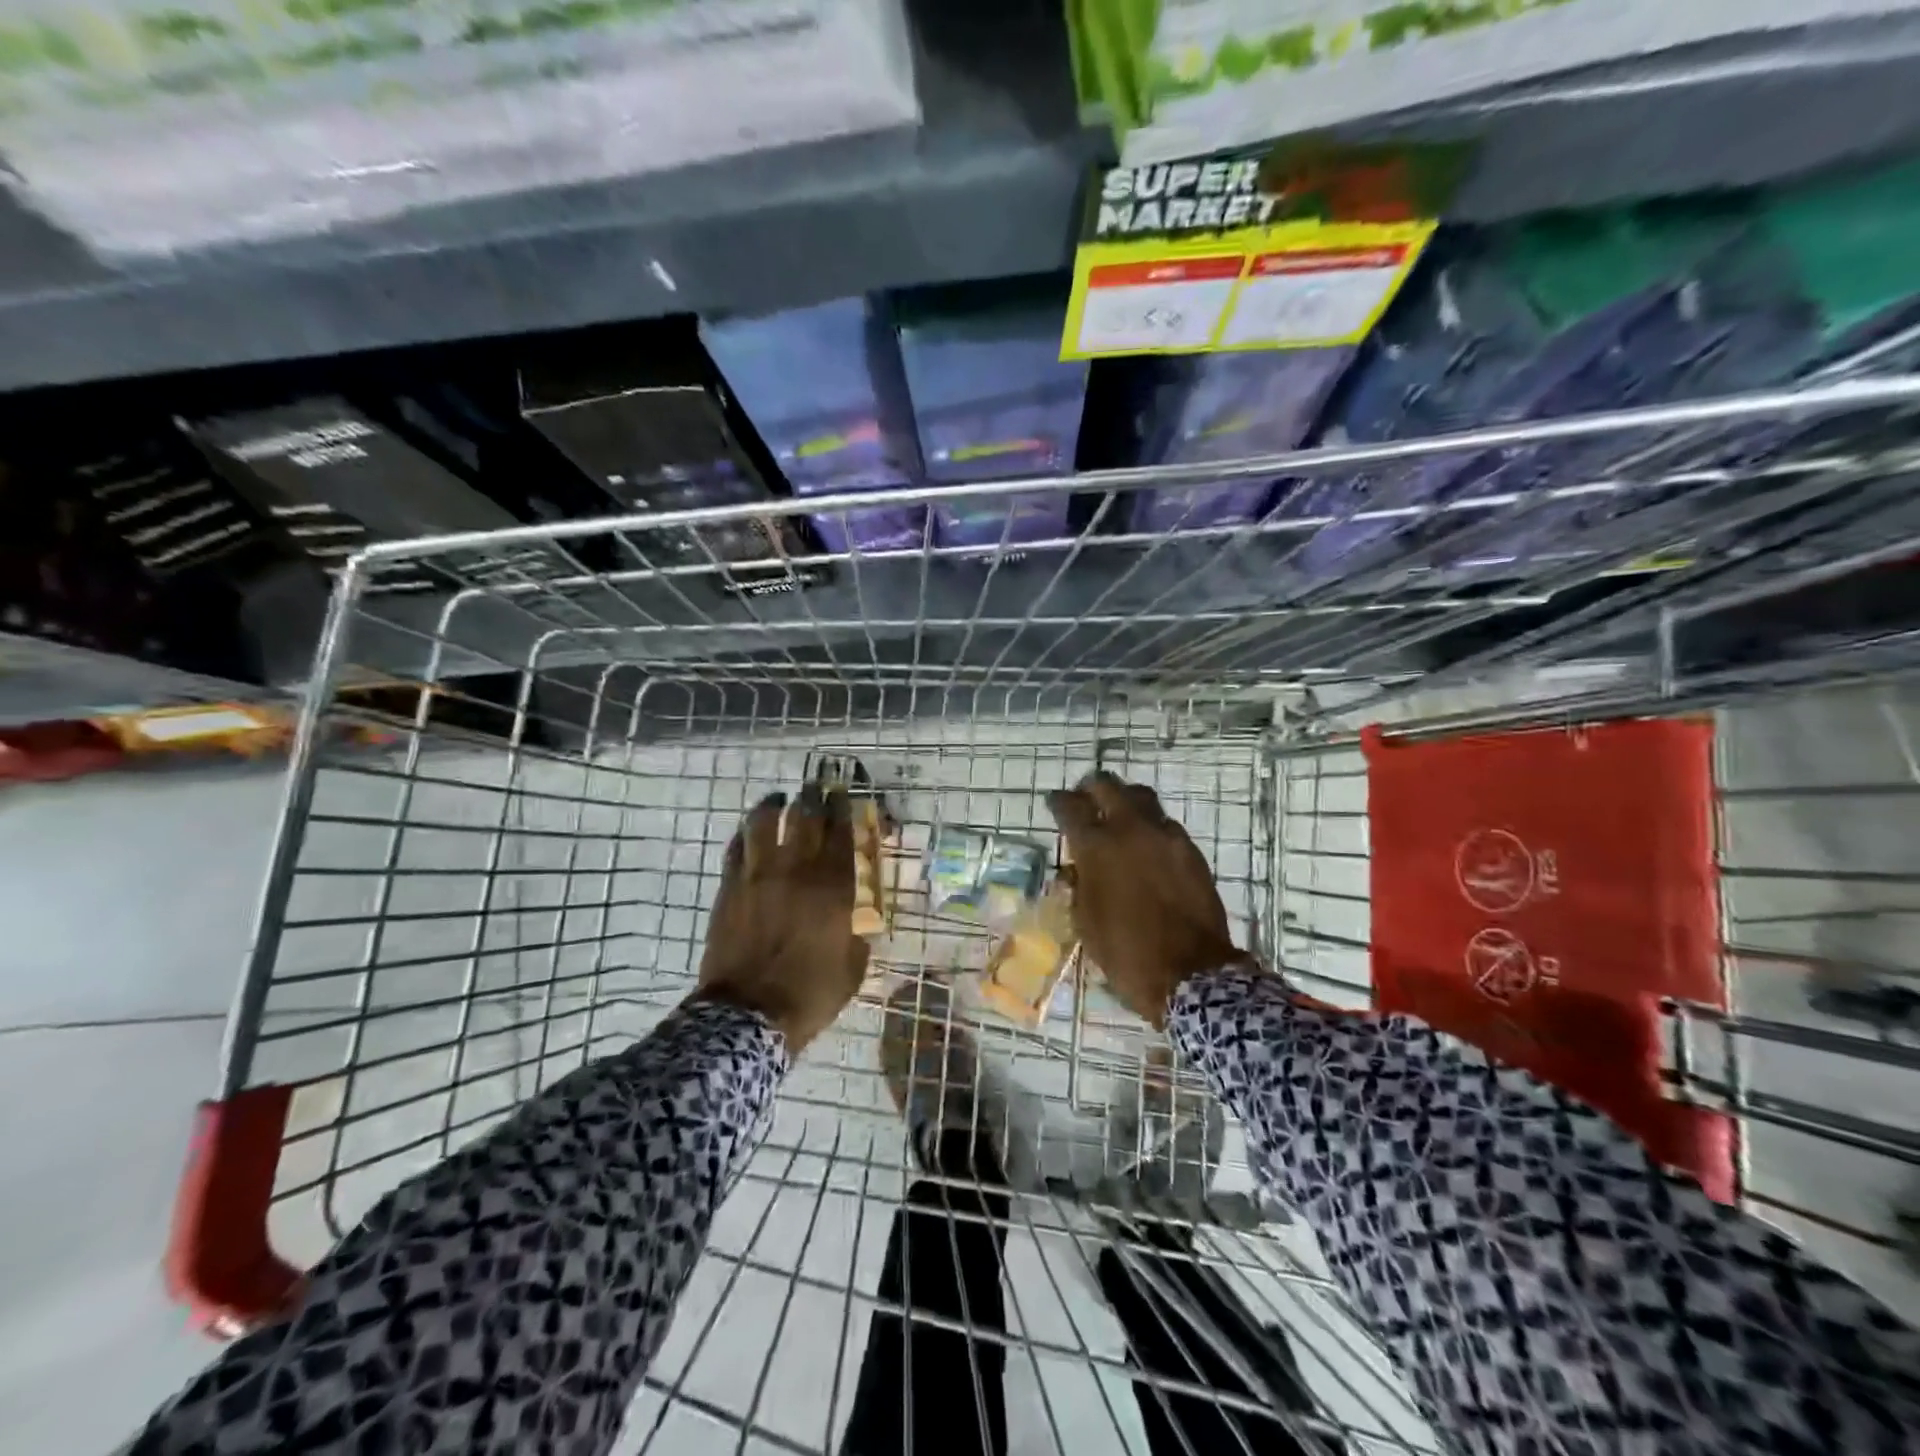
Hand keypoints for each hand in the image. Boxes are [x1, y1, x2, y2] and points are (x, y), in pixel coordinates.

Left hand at [697, 786, 869, 1052]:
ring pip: (765, 822)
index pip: (842, 833)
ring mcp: (759, 875)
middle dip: (815, 797)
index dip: (846, 809)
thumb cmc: (810, 994)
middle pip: (806, 817)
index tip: (847, 796)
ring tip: (779, 800)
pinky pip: (737, 847)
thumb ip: (858, 933)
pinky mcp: (730, 887)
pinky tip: (752, 832)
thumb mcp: (854, 967)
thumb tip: (855, 919)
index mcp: (833, 888)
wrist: (748, 1017)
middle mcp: (797, 870)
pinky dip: (747, 833)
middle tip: (818, 788)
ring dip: (775, 805)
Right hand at [1047, 771, 1243, 1027]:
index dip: (1060, 802)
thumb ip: (1078, 888)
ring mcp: (1165, 837)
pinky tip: (1148, 845)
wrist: (1191, 973)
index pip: (1072, 807)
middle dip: (1093, 787)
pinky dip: (1152, 827)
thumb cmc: (1126, 953)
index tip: (1056, 802)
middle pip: (1108, 786)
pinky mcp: (1191, 851)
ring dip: (1126, 800)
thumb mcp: (1086, 923)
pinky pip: (1166, 825)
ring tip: (1119, 814)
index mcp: (1096, 847)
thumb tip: (1075, 870)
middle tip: (1086, 796)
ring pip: (1142, 798)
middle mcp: (1130, 830)